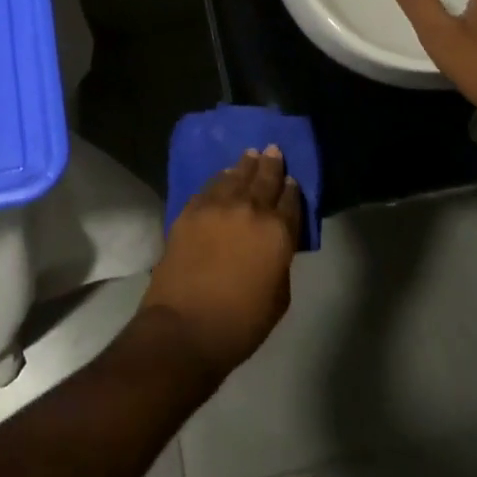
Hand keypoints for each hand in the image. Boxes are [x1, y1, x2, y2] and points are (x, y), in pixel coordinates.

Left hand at [141, 148, 302, 379]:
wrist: (185, 327)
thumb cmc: (240, 323)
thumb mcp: (279, 297)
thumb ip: (280, 261)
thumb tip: (273, 244)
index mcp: (278, 232)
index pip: (291, 201)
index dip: (292, 189)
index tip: (291, 180)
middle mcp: (250, 209)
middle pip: (264, 179)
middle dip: (271, 164)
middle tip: (273, 149)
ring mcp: (216, 206)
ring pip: (235, 176)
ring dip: (245, 165)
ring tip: (250, 155)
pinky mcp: (190, 210)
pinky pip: (209, 187)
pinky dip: (219, 179)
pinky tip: (222, 177)